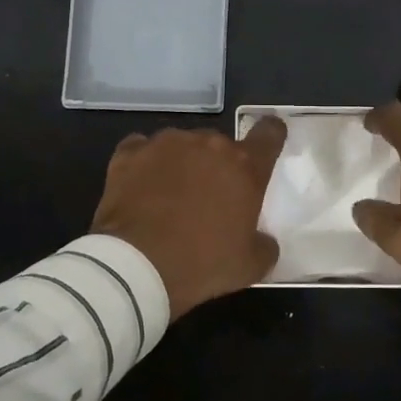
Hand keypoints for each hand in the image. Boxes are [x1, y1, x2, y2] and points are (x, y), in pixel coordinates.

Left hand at [90, 120, 287, 318]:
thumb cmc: (202, 263)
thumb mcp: (249, 266)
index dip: (270, 136)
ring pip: (182, 146)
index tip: (266, 145)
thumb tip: (263, 240)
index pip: (269, 134)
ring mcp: (166, 144)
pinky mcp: (130, 153)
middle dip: (218, 166)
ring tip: (170, 197)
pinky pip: (143, 150)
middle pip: (220, 145)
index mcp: (245, 166)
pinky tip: (140, 188)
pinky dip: (145, 164)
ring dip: (182, 164)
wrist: (135, 266)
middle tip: (209, 199)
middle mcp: (208, 144)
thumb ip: (264, 245)